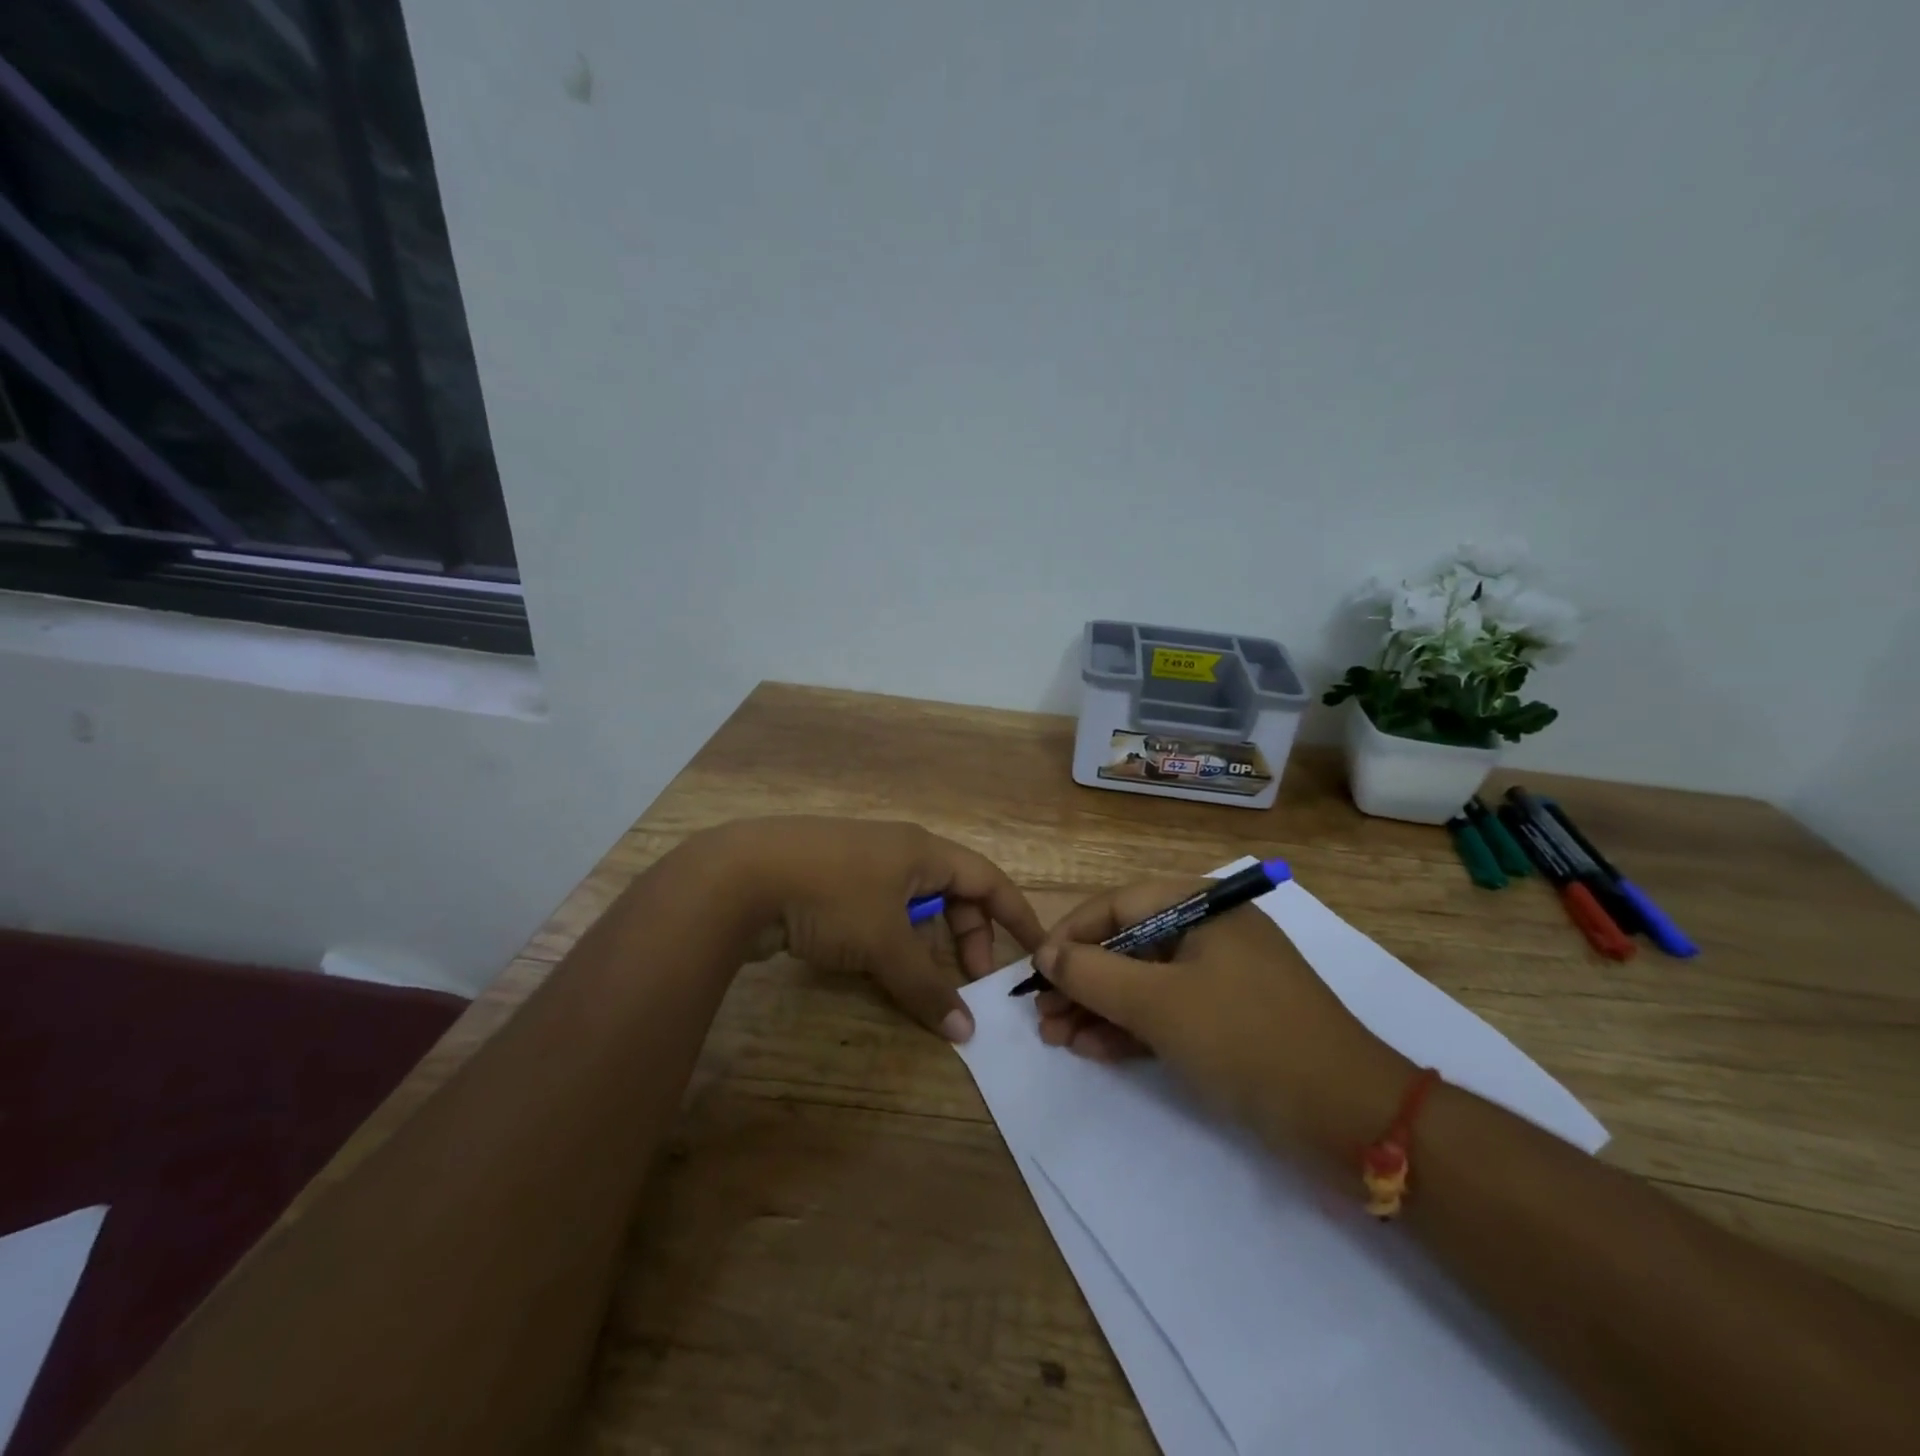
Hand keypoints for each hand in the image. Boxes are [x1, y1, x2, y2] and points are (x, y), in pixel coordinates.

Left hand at [714, 817, 1045, 1042]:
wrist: (738, 875)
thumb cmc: (830, 896)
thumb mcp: (884, 943)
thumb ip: (926, 987)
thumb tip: (966, 1032)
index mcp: (921, 851)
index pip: (987, 879)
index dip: (1016, 913)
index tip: (1038, 947)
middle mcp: (896, 850)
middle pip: (952, 892)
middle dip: (968, 935)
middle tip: (969, 980)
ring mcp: (859, 863)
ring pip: (913, 904)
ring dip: (927, 942)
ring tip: (923, 980)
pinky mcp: (828, 880)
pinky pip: (880, 910)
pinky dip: (893, 939)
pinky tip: (880, 966)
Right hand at [1031, 879, 1410, 1158]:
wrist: (1351, 1119)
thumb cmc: (1247, 1039)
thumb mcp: (1160, 1003)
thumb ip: (1094, 973)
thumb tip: (1045, 954)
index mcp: (1200, 907)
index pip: (1118, 905)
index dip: (1071, 935)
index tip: (1035, 971)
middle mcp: (1209, 933)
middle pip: (1127, 945)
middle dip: (1081, 981)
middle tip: (1042, 1017)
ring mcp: (1220, 979)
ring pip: (1143, 983)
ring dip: (1098, 1009)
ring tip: (1057, 1039)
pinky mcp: (1228, 1021)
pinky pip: (1166, 1013)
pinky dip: (1130, 1030)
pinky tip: (1093, 1050)